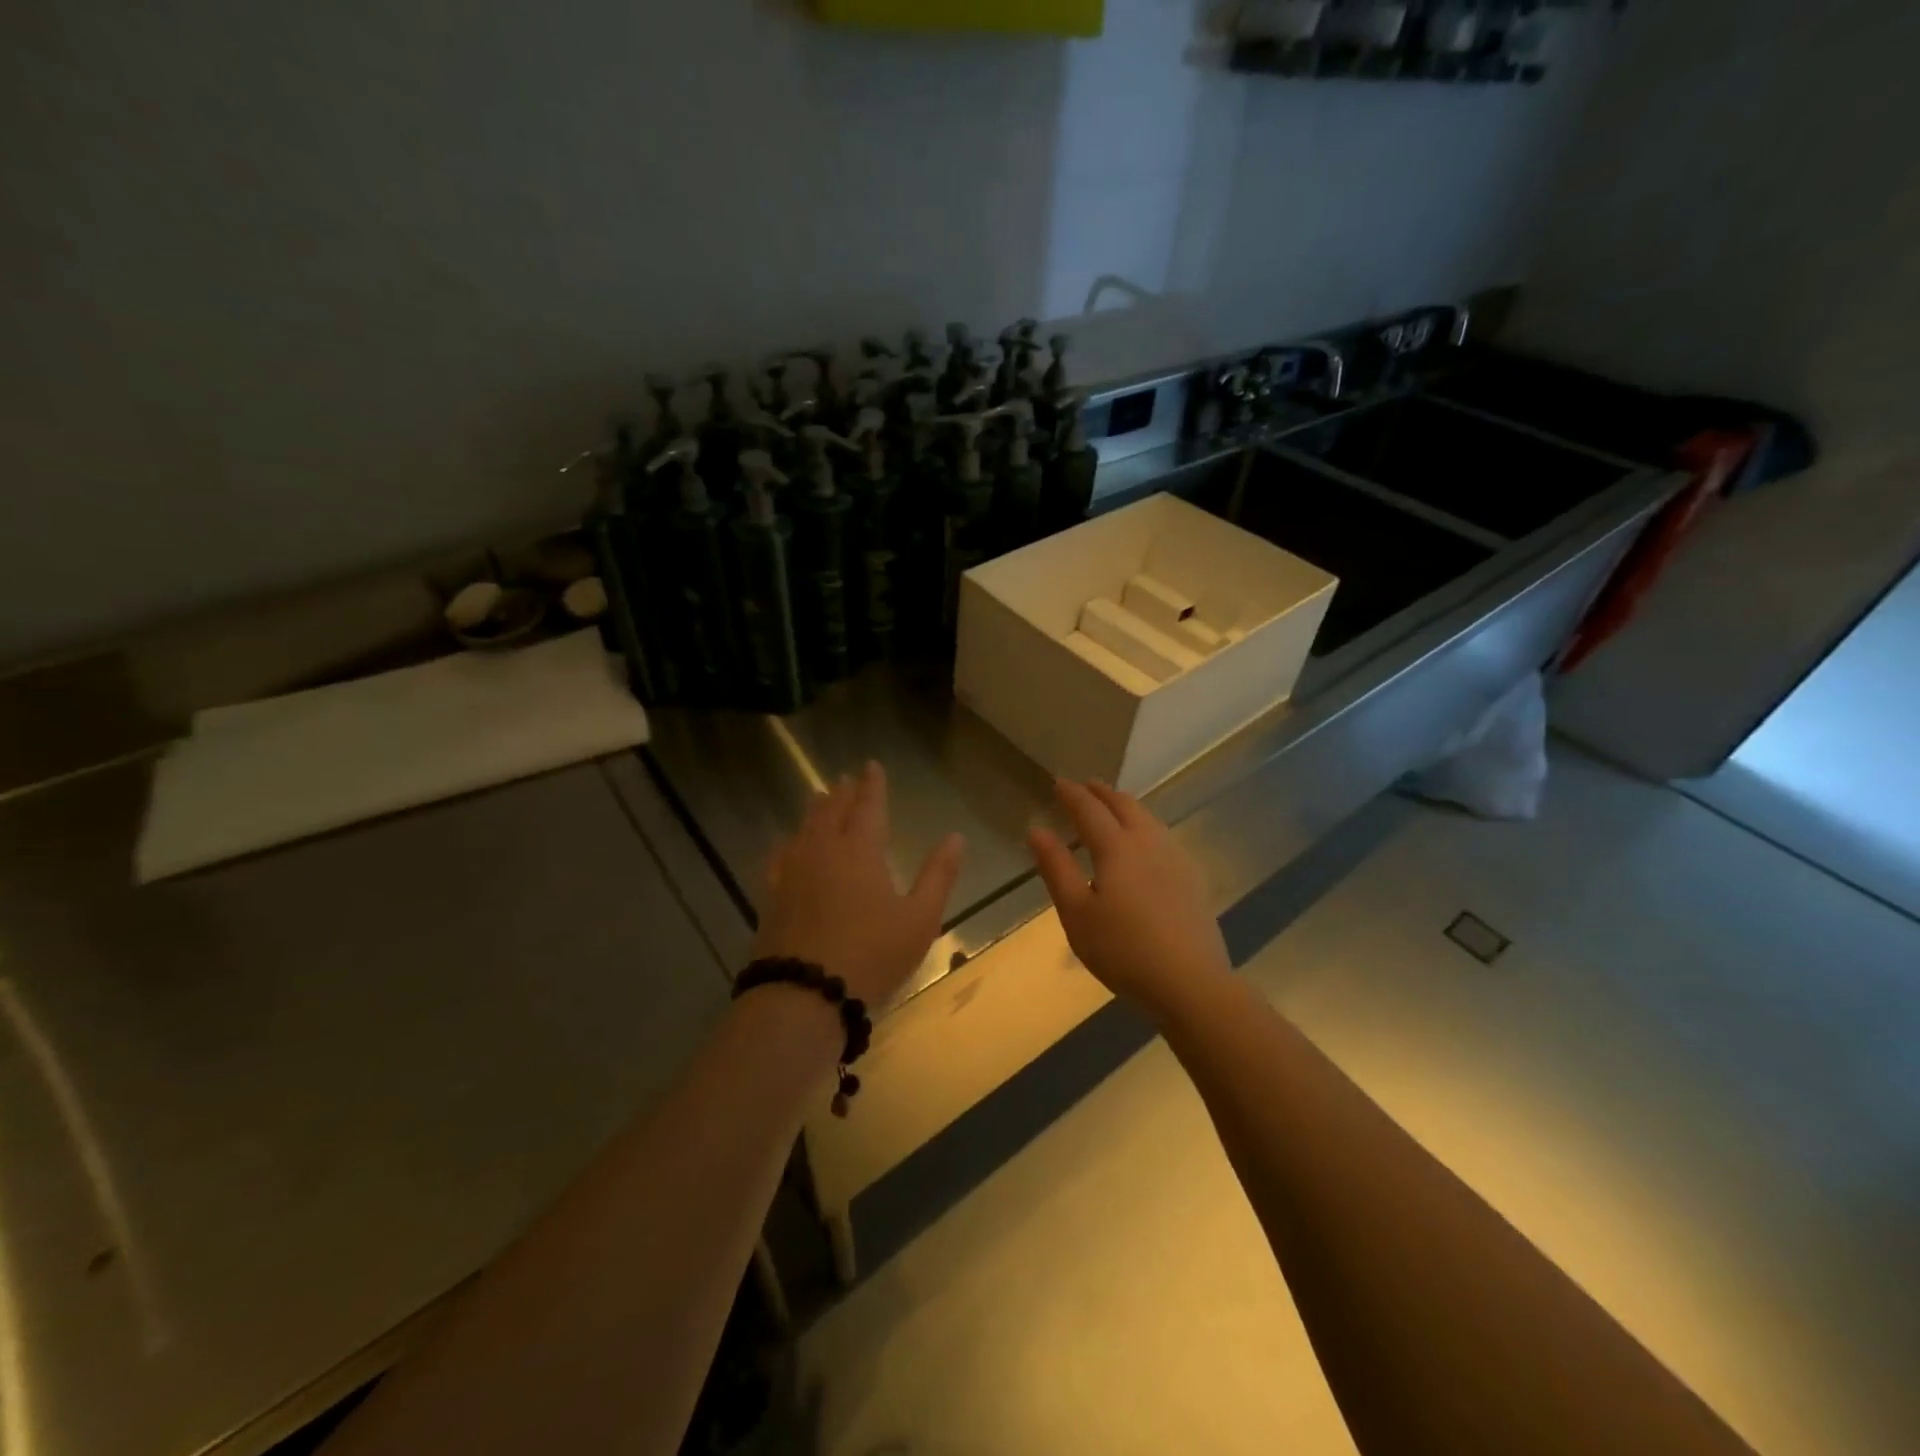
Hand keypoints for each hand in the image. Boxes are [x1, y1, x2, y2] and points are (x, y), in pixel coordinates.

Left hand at [754, 761, 964, 1008]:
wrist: (805, 993)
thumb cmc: (872, 954)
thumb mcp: (919, 918)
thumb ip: (938, 875)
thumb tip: (955, 837)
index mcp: (860, 849)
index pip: (868, 805)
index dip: (872, 784)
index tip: (871, 765)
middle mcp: (823, 849)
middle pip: (831, 810)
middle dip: (842, 792)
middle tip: (846, 779)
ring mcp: (792, 870)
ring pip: (804, 827)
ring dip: (816, 810)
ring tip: (820, 798)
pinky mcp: (771, 894)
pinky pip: (779, 855)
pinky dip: (788, 841)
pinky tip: (788, 844)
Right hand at [1028, 779, 1232, 1013]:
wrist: (1190, 982)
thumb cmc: (1123, 950)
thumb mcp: (1076, 913)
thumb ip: (1056, 868)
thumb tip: (1037, 830)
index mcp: (1116, 848)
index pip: (1089, 810)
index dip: (1072, 794)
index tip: (1058, 782)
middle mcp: (1148, 843)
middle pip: (1124, 805)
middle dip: (1102, 792)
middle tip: (1086, 785)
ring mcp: (1175, 859)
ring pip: (1148, 818)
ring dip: (1126, 805)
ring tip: (1113, 806)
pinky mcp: (1191, 878)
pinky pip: (1162, 835)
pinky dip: (1145, 824)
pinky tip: (1145, 842)